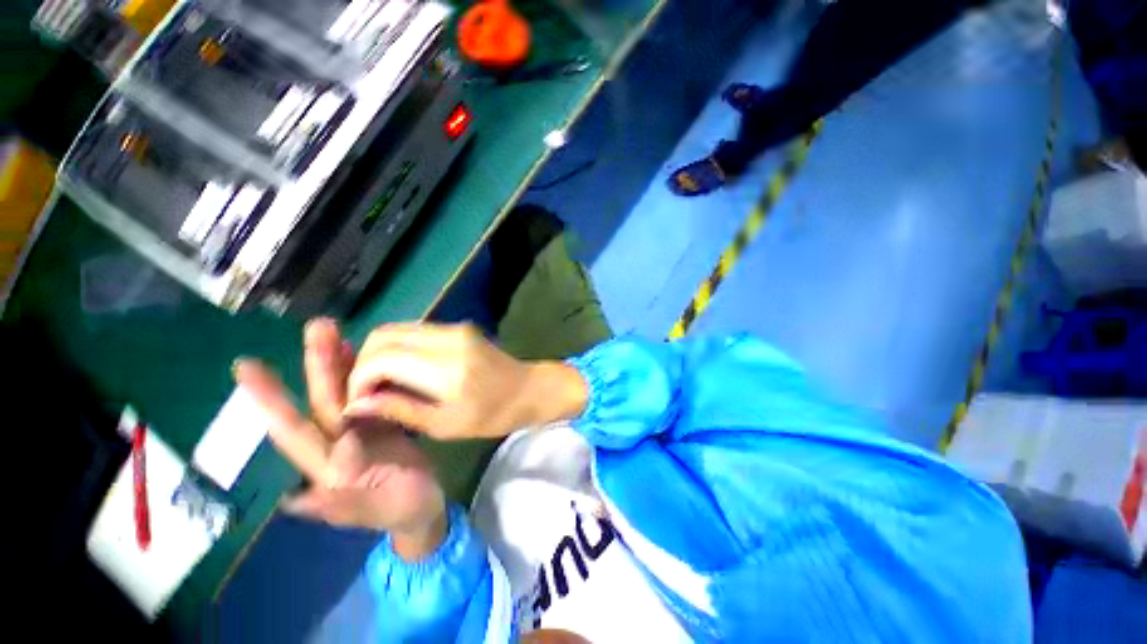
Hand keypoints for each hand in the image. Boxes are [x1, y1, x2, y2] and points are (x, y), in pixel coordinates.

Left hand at [234, 319, 445, 559]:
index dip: (270, 400)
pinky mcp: (382, 424)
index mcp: (327, 467)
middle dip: (318, 363)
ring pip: (345, 393)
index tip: (248, 367)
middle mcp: (336, 444)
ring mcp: (360, 431)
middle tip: (319, 327)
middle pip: (322, 400)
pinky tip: (363, 356)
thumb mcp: (374, 507)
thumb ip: (346, 491)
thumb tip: (325, 465)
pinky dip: (365, 375)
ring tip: (337, 331)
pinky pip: (371, 395)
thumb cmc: (400, 510)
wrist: (423, 508)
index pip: (293, 430)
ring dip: (340, 362)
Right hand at [344, 323, 588, 440]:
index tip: (357, 401)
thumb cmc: (493, 415)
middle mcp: (448, 338)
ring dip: (380, 352)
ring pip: (398, 328)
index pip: (382, 358)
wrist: (530, 388)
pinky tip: (402, 369)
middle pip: (384, 335)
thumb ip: (399, 409)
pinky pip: (416, 330)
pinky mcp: (459, 326)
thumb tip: (355, 403)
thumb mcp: (445, 424)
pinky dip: (399, 347)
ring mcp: (455, 328)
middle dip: (364, 361)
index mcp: (447, 367)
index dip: (359, 377)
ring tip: (381, 382)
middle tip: (366, 391)